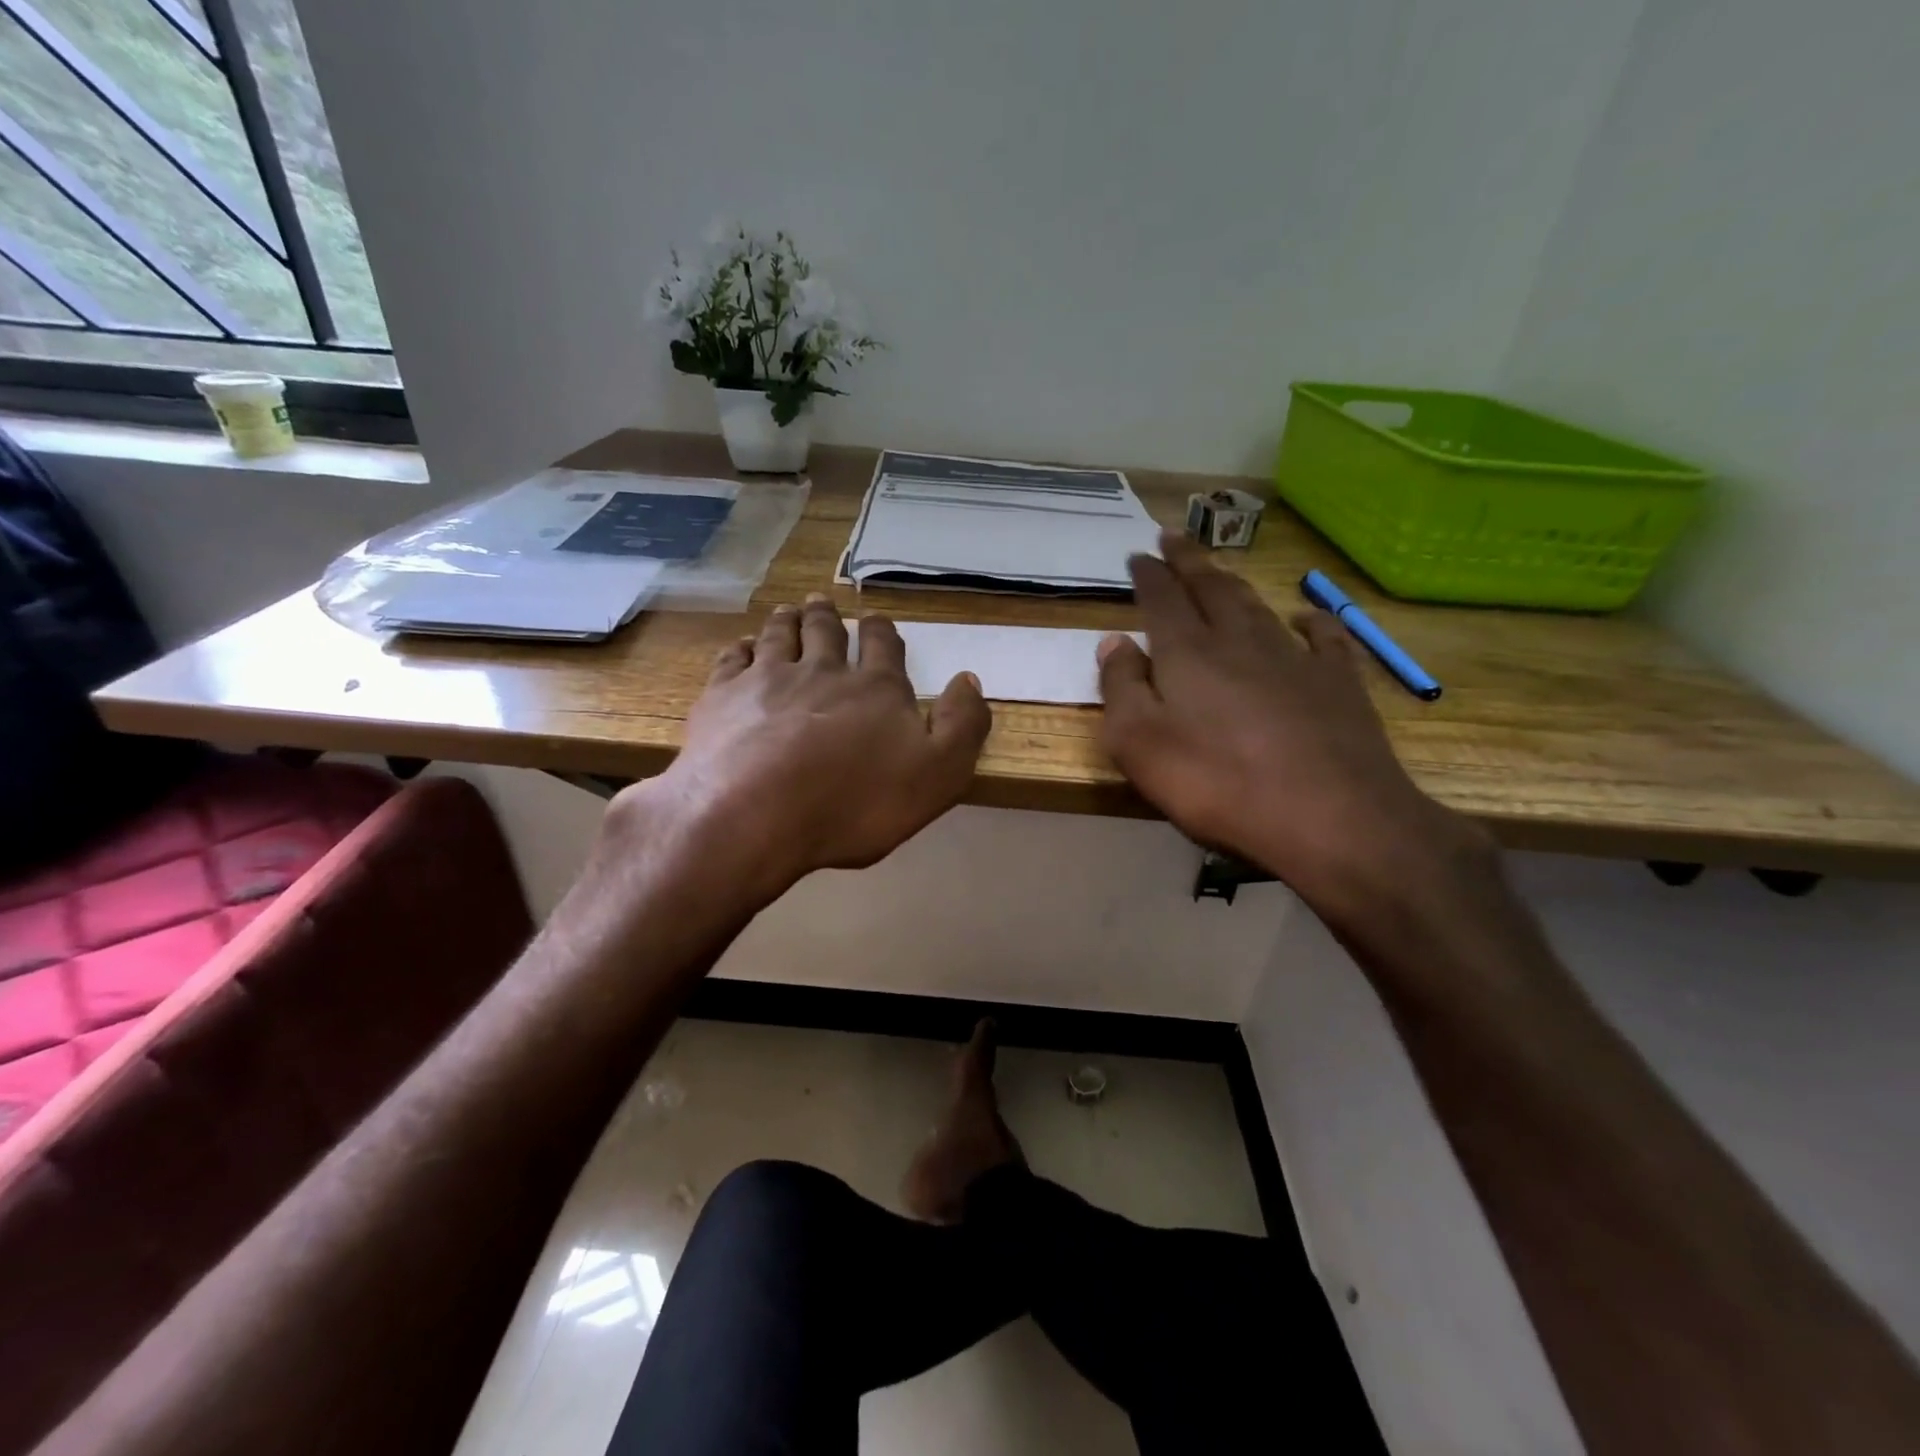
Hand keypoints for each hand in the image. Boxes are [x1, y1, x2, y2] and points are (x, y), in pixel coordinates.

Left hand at [618, 595, 990, 901]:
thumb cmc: (854, 803)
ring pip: (779, 635)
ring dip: (786, 620)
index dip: (881, 630)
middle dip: (827, 617)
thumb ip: (962, 726)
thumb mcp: (937, 775)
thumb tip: (969, 679)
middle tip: (822, 603)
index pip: (882, 646)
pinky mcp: (721, 697)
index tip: (875, 619)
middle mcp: (822, 670)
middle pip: (826, 632)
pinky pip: (733, 659)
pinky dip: (741, 648)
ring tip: (787, 611)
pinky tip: (741, 648)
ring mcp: (767, 679)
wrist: (754, 815)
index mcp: (875, 688)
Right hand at [1097, 534, 1485, 916]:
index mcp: (1188, 653)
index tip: (1139, 553)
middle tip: (1174, 537)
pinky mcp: (1338, 682)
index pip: (1162, 599)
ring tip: (1220, 569)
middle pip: (1210, 588)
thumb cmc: (1218, 784)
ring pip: (1257, 605)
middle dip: (1189, 561)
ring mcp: (1295, 657)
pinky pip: (1324, 637)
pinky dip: (1312, 620)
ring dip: (1234, 583)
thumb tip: (1113, 641)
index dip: (1149, 575)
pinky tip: (1306, 617)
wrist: (1331, 817)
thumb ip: (1121, 688)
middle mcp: (1240, 641)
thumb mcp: (1139, 744)